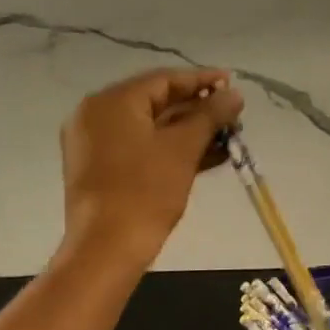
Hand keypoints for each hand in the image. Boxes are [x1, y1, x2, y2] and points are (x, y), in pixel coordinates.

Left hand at [60, 67, 244, 265]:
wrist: (107, 249)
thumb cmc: (145, 191)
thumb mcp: (183, 148)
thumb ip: (210, 115)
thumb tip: (234, 94)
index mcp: (111, 102)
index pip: (163, 80)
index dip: (201, 80)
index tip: (231, 82)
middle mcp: (97, 115)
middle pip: (156, 102)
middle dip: (198, 108)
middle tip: (232, 114)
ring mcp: (95, 144)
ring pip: (150, 127)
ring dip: (189, 131)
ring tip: (227, 137)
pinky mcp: (101, 169)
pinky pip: (140, 147)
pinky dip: (170, 149)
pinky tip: (207, 156)